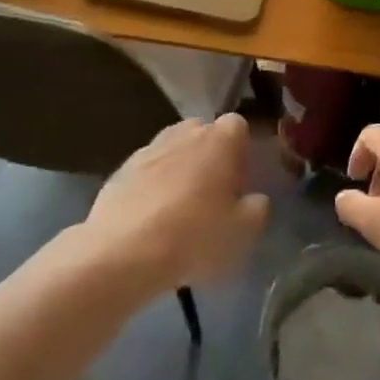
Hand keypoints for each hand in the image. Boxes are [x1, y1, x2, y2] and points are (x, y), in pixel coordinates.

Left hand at [86, 113, 268, 292]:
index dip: (241, 154)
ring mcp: (149, 148)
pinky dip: (152, 186)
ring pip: (173, 151)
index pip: (238, 127)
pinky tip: (150, 220)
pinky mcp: (121, 169)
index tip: (239, 184)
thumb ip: (258, 208)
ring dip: (180, 170)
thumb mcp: (244, 232)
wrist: (123, 252)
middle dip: (210, 157)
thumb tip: (255, 198)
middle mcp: (185, 132)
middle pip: (204, 134)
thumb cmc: (195, 237)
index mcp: (220, 139)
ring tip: (179, 210)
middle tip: (212, 196)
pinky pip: (147, 171)